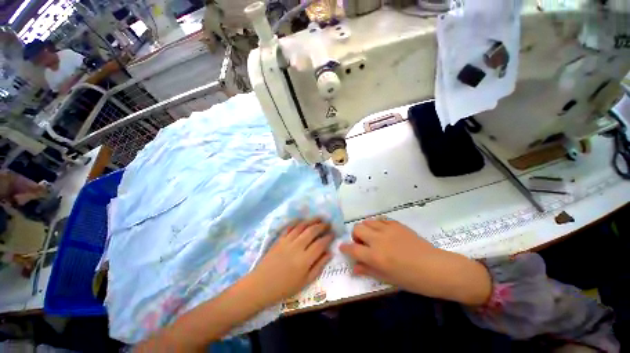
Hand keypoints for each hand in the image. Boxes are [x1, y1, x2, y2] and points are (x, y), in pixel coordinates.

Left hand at [248, 219, 332, 306]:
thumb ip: (318, 266)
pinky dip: (297, 221)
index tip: (333, 234)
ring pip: (302, 226)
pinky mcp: (279, 239)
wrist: (261, 285)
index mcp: (305, 259)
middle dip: (322, 225)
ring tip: (319, 217)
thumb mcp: (305, 282)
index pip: (320, 243)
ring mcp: (287, 241)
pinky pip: (290, 227)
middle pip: (312, 231)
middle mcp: (297, 247)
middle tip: (328, 224)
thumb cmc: (284, 287)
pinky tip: (302, 220)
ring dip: (312, 220)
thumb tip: (329, 253)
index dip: (328, 237)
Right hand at [339, 219, 433, 288]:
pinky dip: (378, 225)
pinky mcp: (397, 224)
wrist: (437, 268)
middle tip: (363, 244)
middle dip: (355, 236)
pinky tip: (384, 233)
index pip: (352, 248)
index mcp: (375, 256)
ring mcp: (388, 230)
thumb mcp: (388, 279)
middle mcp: (378, 240)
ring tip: (373, 237)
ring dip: (366, 229)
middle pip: (357, 229)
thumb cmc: (412, 280)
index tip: (343, 248)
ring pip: (367, 221)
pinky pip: (381, 220)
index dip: (345, 248)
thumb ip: (368, 270)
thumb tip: (354, 267)